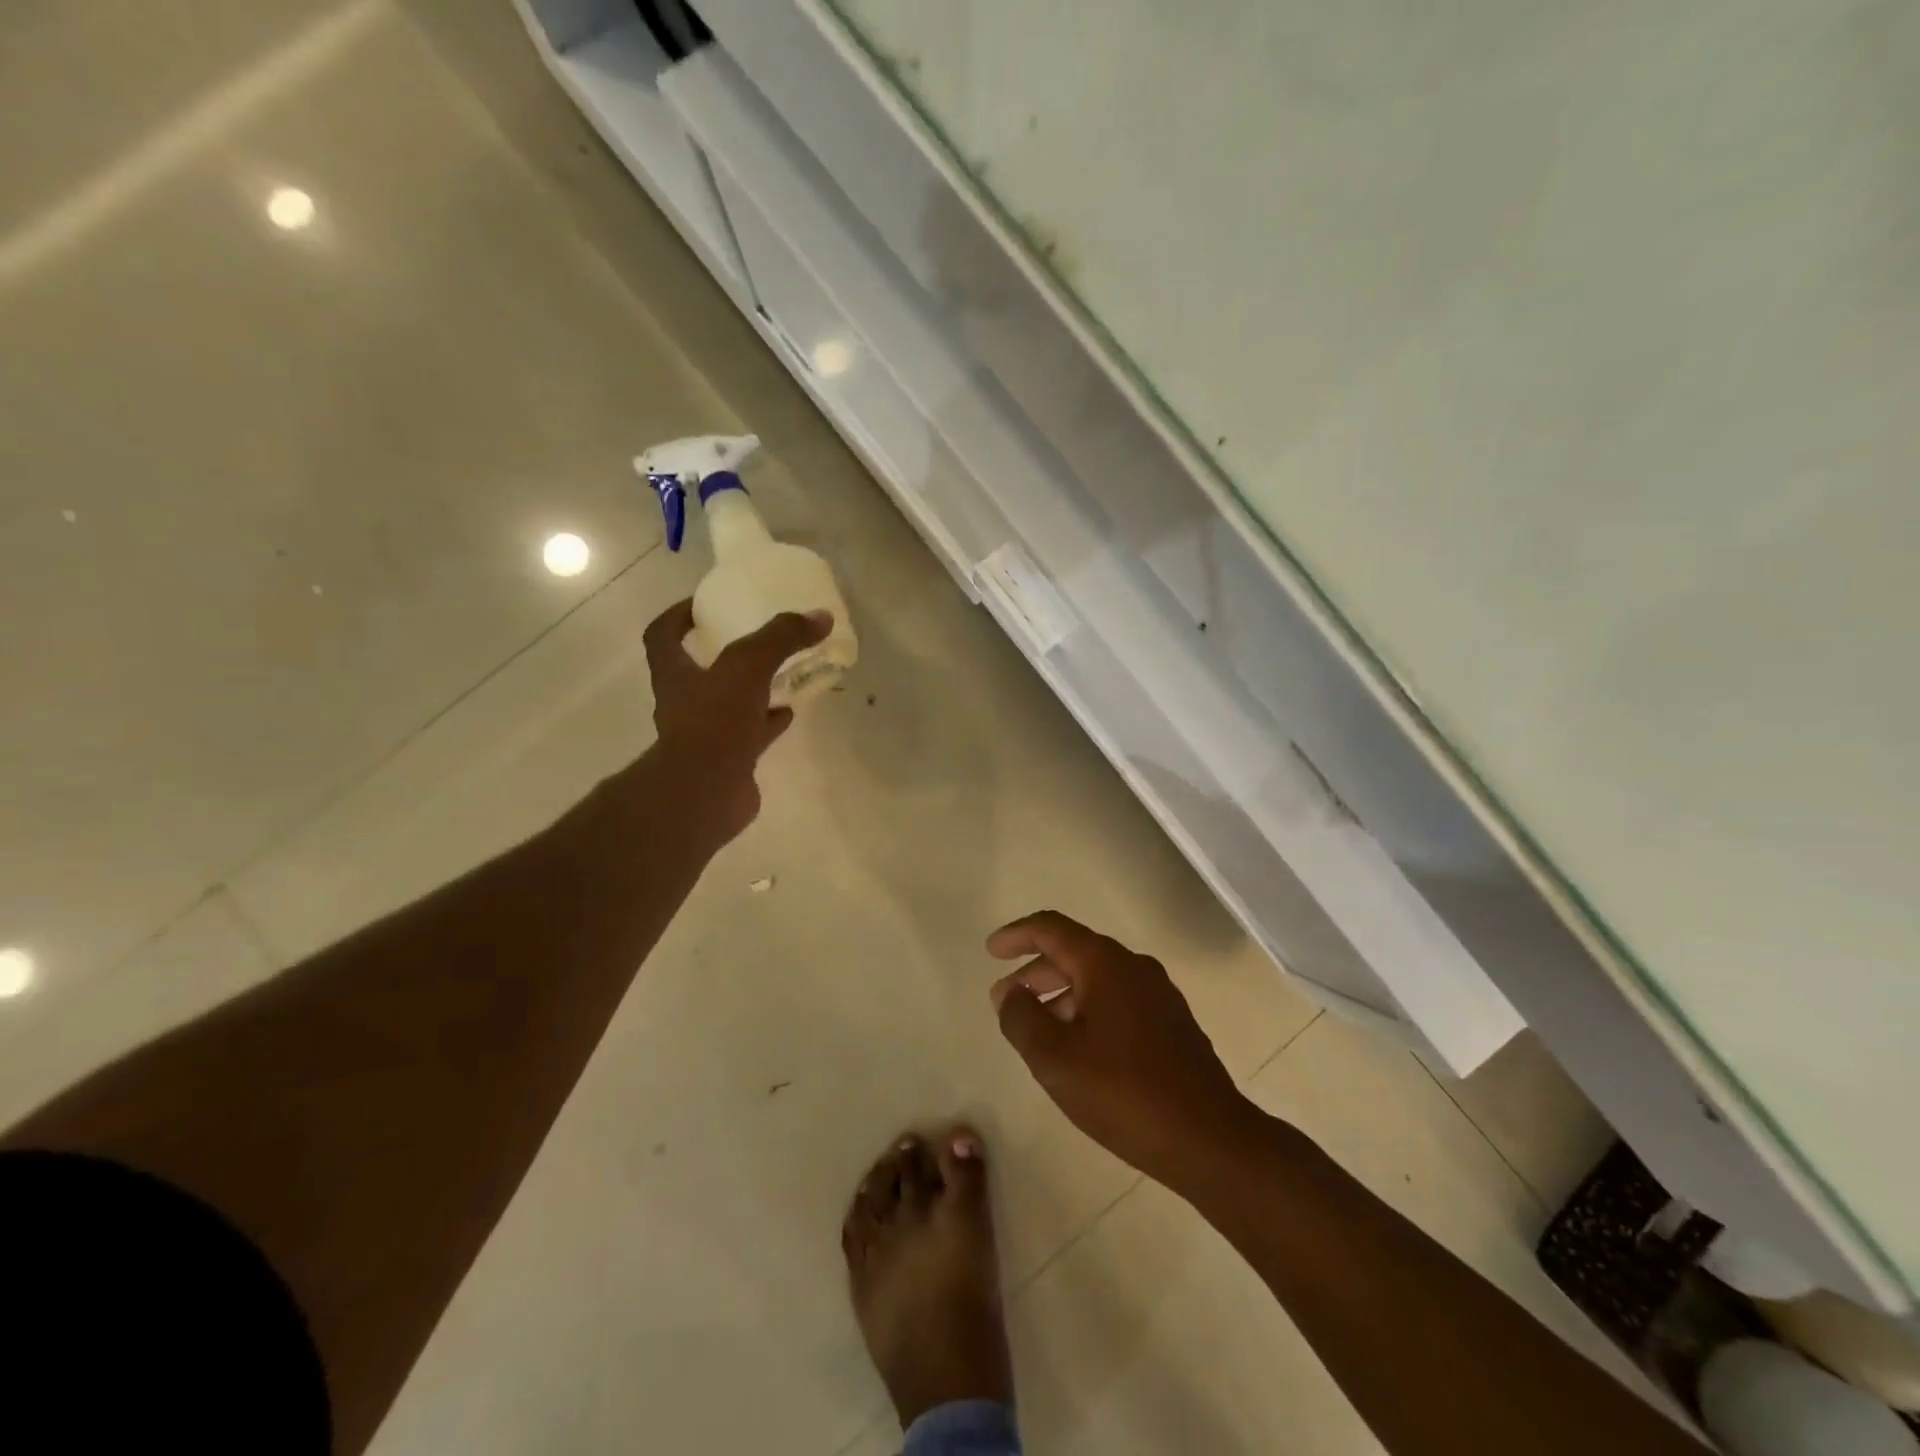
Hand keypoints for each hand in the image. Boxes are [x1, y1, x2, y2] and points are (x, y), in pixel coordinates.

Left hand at [642, 600, 829, 842]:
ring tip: (783, 674)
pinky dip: (769, 722)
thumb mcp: (748, 665)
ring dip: (752, 690)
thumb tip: (820, 616)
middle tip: (755, 639)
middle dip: (724, 655)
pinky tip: (790, 712)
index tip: (702, 605)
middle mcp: (684, 703)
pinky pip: (750, 734)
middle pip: (698, 671)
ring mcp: (705, 735)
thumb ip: (781, 637)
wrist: (707, 792)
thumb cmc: (715, 721)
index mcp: (675, 674)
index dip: (677, 617)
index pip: (662, 636)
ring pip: (729, 704)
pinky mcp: (729, 760)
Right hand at [989, 911, 1259, 1188]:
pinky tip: (1078, 1048)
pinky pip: (1118, 1001)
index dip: (1017, 935)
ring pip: (1097, 980)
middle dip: (1035, 971)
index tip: (991, 951)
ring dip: (1061, 994)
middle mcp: (1134, 967)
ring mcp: (1159, 996)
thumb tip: (1009, 993)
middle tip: (1006, 998)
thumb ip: (1021, 1018)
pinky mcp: (1172, 1025)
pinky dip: (1088, 1011)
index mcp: (1105, 963)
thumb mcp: (1054, 1058)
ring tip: (1036, 1027)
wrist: (1209, 1139)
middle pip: (1074, 952)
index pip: (1051, 929)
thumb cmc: (1123, 1092)